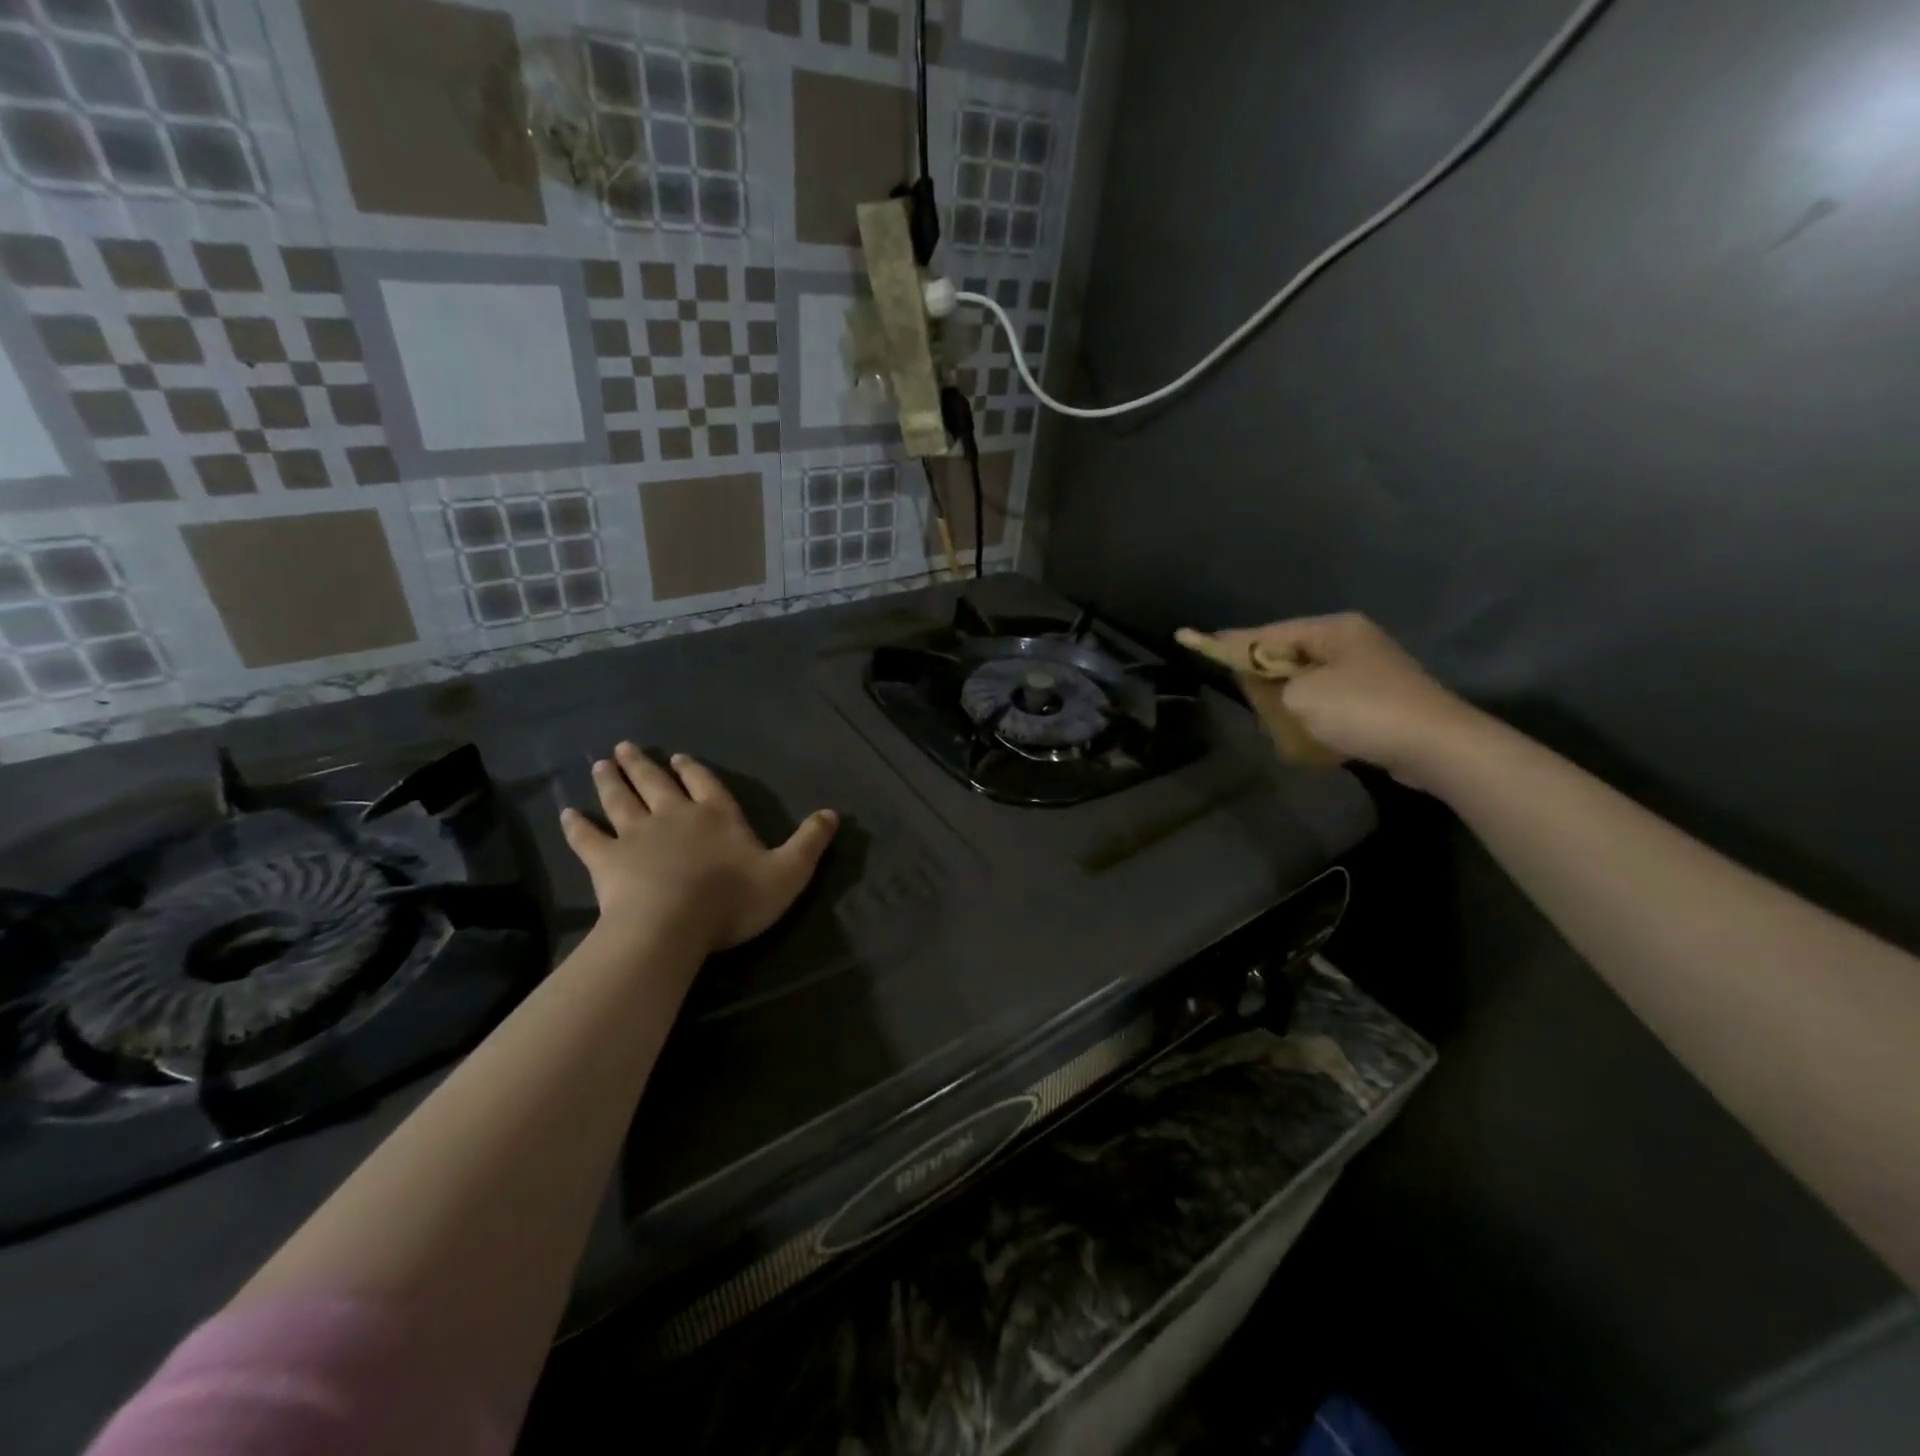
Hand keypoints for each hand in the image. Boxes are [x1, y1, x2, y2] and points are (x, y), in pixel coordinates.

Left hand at [559, 743, 838, 956]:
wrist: (671, 924)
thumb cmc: (733, 899)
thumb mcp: (788, 872)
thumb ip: (810, 842)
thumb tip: (834, 813)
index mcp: (716, 815)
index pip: (705, 783)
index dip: (693, 770)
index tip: (678, 757)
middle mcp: (675, 815)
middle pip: (656, 783)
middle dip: (643, 765)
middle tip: (625, 747)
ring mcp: (636, 835)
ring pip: (620, 800)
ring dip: (611, 782)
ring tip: (601, 764)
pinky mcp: (606, 860)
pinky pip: (588, 838)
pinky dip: (577, 826)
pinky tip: (567, 814)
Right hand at [1195, 614, 1489, 789]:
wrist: (1437, 747)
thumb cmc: (1363, 711)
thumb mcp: (1300, 696)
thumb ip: (1268, 685)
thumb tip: (1264, 685)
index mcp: (1332, 630)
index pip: (1266, 634)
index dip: (1228, 642)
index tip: (1192, 638)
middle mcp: (1350, 642)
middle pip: (1287, 655)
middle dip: (1262, 676)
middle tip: (1238, 690)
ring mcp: (1368, 670)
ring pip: (1307, 681)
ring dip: (1288, 702)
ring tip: (1273, 721)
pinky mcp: (1378, 700)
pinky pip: (1329, 702)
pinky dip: (1312, 716)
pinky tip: (1305, 736)